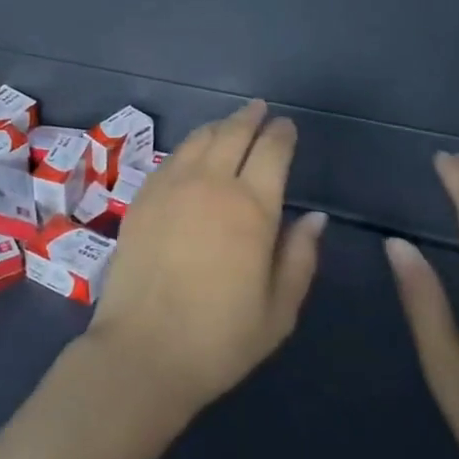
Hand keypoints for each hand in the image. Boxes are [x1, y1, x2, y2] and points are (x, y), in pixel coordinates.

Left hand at [85, 100, 327, 418]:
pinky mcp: (143, 196)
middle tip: (260, 109)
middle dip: (250, 118)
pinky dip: (189, 146)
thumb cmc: (220, 338)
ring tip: (230, 123)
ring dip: (219, 126)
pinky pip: (171, 158)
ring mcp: (170, 186)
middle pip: (232, 134)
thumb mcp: (279, 309)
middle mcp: (210, 184)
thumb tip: (315, 217)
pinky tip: (193, 152)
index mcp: (251, 208)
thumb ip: (299, 256)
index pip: (271, 153)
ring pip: (199, 139)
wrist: (144, 349)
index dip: (281, 135)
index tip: (286, 126)